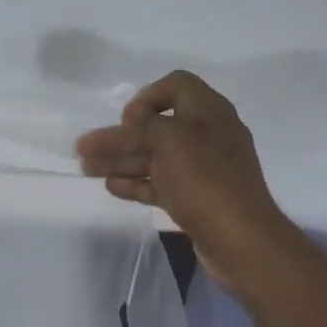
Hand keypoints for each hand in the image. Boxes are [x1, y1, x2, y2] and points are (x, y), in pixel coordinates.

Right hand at [76, 71, 294, 293]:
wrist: (240, 240)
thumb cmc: (204, 181)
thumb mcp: (170, 141)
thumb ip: (144, 124)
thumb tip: (132, 121)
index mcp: (209, 112)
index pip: (176, 85)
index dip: (147, 96)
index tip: (126, 119)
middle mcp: (207, 135)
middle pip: (157, 126)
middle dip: (119, 136)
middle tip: (86, 148)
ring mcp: (202, 169)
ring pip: (155, 157)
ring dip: (120, 160)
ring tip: (87, 169)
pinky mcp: (196, 198)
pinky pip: (161, 183)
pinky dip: (136, 182)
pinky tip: (111, 186)